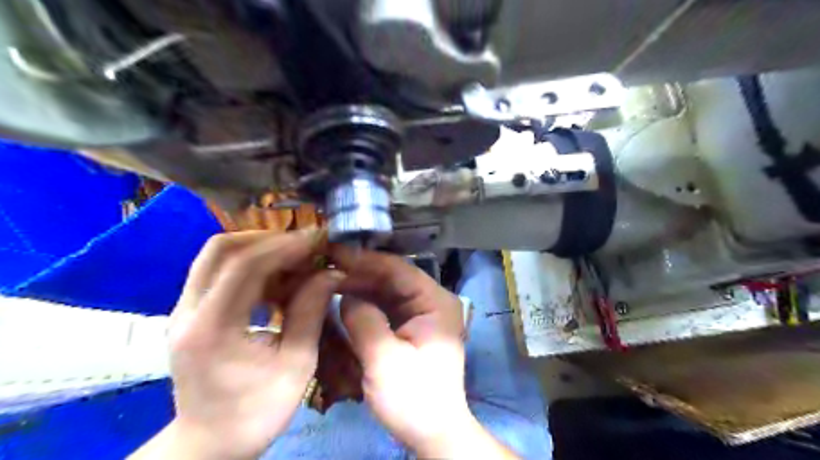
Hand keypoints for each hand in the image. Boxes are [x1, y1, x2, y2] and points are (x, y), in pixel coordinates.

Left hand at [131, 231, 342, 457]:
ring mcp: (183, 310)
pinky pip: (218, 270)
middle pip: (220, 249)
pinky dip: (251, 263)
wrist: (210, 443)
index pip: (244, 266)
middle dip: (269, 239)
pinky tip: (278, 274)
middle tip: (305, 245)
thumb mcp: (296, 365)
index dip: (284, 246)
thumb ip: (311, 312)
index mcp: (211, 328)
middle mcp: (187, 311)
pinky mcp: (190, 312)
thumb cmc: (257, 411)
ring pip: (216, 255)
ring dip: (259, 247)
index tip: (317, 240)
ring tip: (296, 256)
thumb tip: (331, 273)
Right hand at [329, 247, 513, 456]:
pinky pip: (385, 306)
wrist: (432, 433)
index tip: (333, 254)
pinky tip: (343, 299)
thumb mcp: (384, 359)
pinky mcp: (411, 326)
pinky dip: (365, 302)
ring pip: (387, 290)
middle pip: (392, 277)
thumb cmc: (414, 398)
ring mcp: (421, 313)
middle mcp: (431, 301)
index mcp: (435, 302)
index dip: (365, 260)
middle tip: (325, 267)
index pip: (399, 269)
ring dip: (360, 286)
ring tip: (328, 280)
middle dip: (360, 273)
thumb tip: (345, 294)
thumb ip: (363, 320)